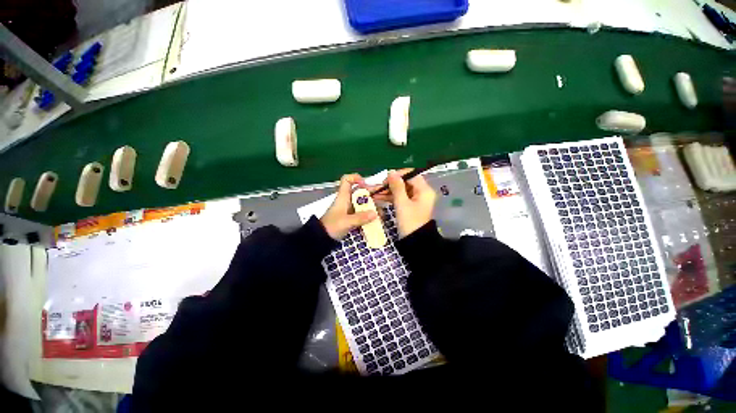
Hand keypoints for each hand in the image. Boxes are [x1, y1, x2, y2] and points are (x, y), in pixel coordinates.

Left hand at [321, 174, 377, 239]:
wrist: (322, 238)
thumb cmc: (331, 226)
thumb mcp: (346, 222)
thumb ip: (360, 218)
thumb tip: (375, 214)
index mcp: (343, 197)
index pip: (347, 180)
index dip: (356, 178)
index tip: (366, 184)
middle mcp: (347, 200)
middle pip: (360, 191)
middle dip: (372, 193)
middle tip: (383, 197)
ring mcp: (350, 209)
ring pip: (363, 202)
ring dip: (373, 205)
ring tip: (382, 212)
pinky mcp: (352, 217)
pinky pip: (363, 212)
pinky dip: (370, 214)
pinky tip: (377, 218)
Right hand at [372, 169, 435, 237]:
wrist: (415, 242)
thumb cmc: (410, 222)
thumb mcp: (402, 204)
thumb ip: (397, 187)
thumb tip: (391, 172)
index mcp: (424, 190)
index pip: (411, 174)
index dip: (398, 175)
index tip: (386, 179)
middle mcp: (422, 192)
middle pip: (406, 182)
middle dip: (391, 184)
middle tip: (378, 187)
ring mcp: (416, 200)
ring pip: (401, 190)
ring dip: (389, 191)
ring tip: (375, 193)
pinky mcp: (410, 206)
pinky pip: (401, 198)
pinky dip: (391, 197)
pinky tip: (379, 198)